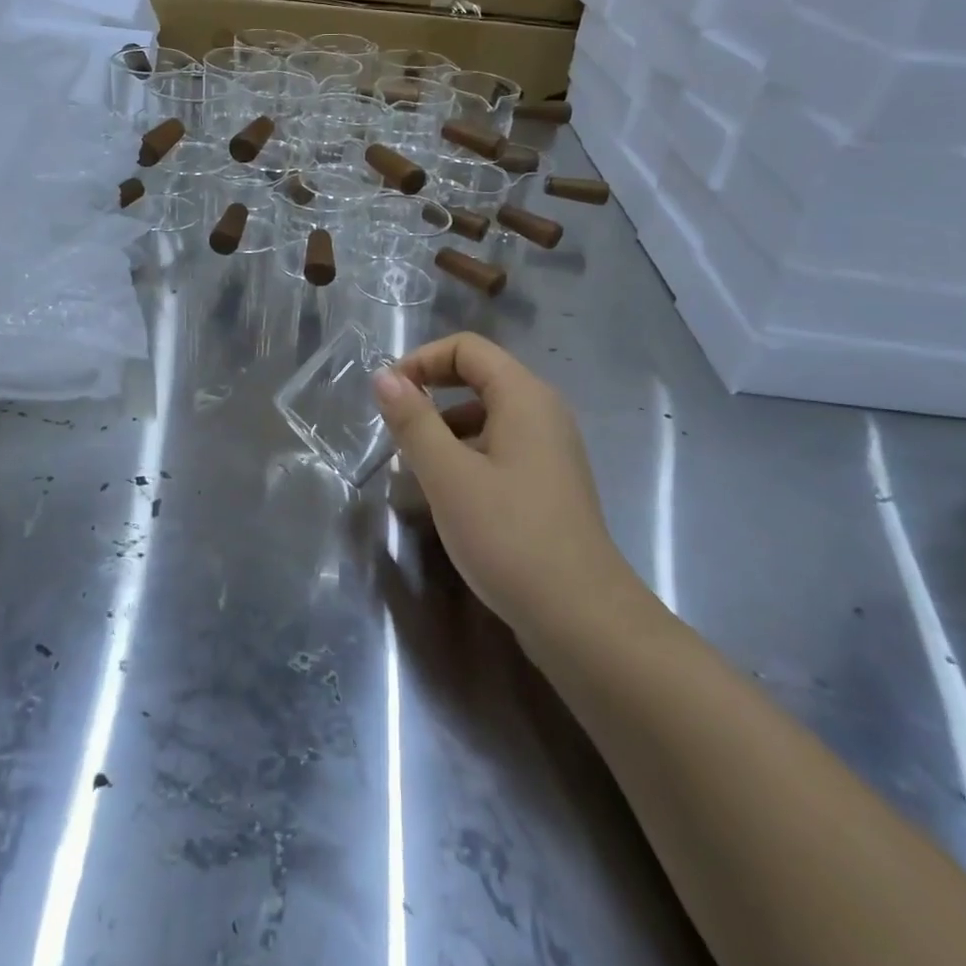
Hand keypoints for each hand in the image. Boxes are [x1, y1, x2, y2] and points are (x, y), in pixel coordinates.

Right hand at [373, 333, 647, 634]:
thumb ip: (413, 421)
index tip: (388, 396)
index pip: (467, 348)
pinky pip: (500, 448)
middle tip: (397, 429)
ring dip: (445, 430)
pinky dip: (468, 456)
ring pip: (487, 416)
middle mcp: (543, 411)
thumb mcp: (448, 475)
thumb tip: (384, 377)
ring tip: (415, 469)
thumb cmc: (509, 536)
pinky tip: (448, 496)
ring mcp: (551, 449)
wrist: (581, 618)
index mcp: (524, 396)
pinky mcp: (549, 483)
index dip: (422, 360)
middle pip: (479, 378)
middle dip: (431, 395)